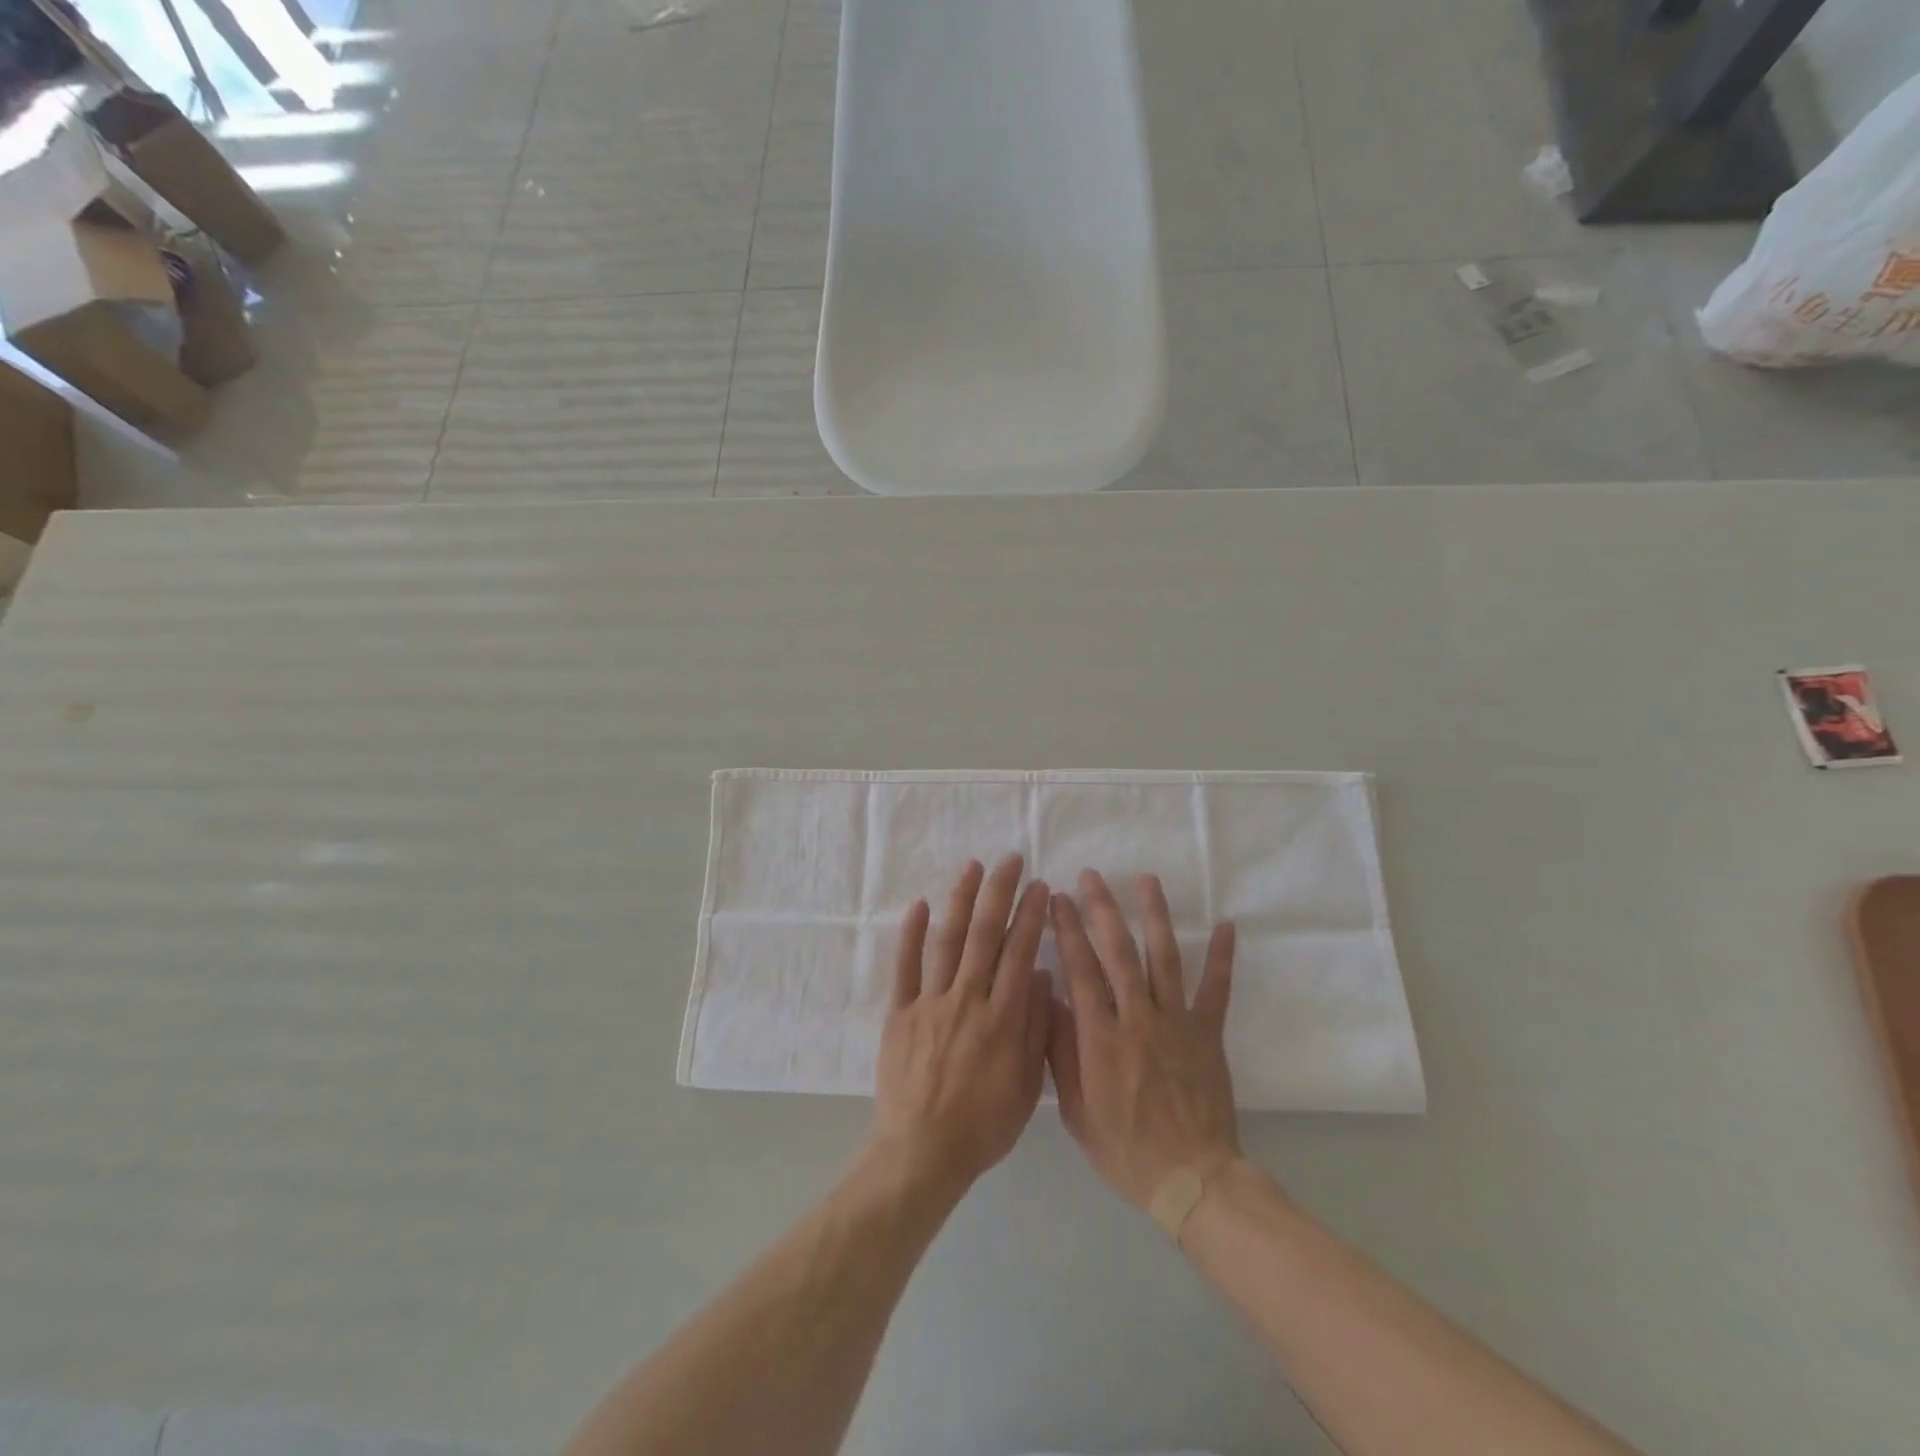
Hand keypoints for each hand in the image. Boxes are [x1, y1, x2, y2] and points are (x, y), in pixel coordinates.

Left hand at [868, 855, 1052, 1199]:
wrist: (922, 1153)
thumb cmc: (983, 1124)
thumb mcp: (1026, 1085)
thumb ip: (1035, 1028)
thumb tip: (1041, 976)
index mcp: (1003, 1018)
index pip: (1020, 953)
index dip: (1030, 916)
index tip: (1038, 886)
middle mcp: (968, 999)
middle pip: (986, 936)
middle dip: (999, 893)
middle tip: (1010, 860)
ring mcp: (930, 1003)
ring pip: (948, 941)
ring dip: (960, 900)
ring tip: (972, 867)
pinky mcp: (900, 1013)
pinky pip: (905, 967)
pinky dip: (911, 934)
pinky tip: (919, 905)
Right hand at [1048, 871, 1241, 1208]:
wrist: (1191, 1180)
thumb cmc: (1125, 1148)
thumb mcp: (1075, 1110)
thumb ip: (1061, 1052)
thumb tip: (1048, 999)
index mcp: (1102, 1037)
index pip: (1080, 969)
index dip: (1067, 930)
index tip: (1057, 898)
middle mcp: (1138, 1018)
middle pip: (1118, 952)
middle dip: (1102, 909)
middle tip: (1090, 876)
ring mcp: (1177, 1022)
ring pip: (1165, 958)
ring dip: (1155, 915)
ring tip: (1146, 880)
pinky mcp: (1209, 1033)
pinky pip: (1217, 989)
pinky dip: (1222, 956)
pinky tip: (1226, 924)